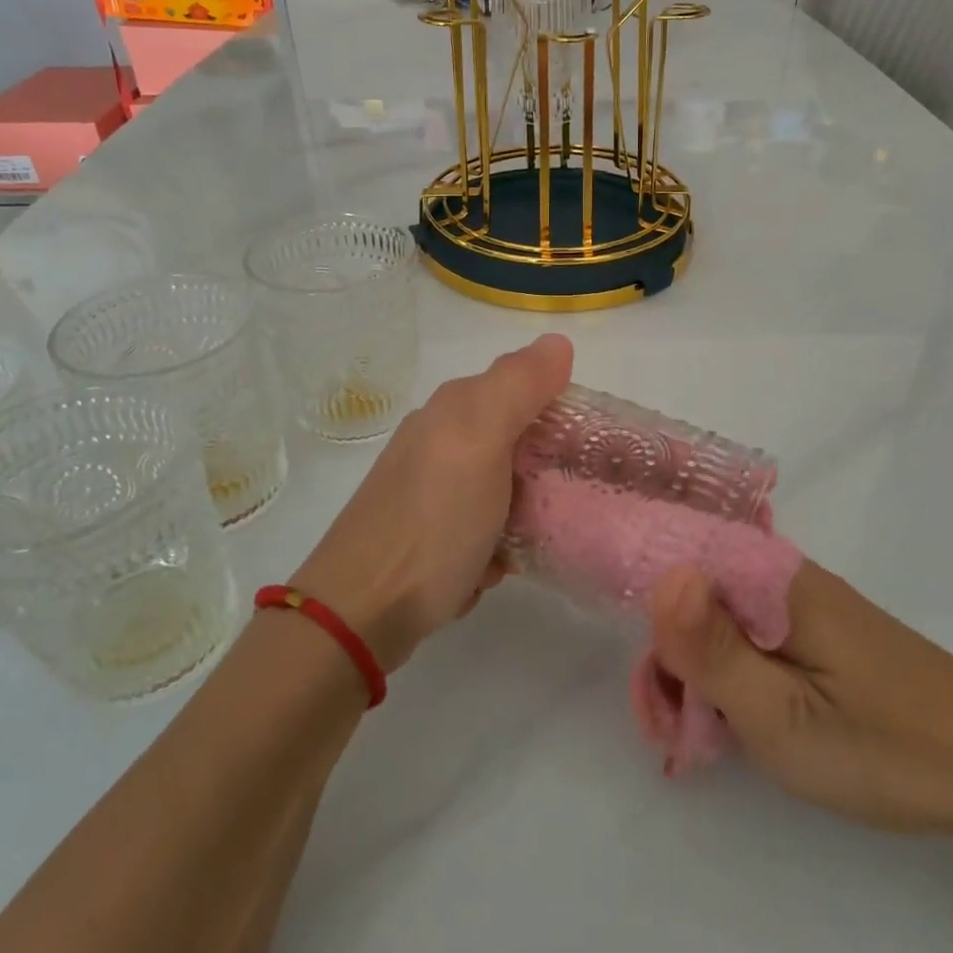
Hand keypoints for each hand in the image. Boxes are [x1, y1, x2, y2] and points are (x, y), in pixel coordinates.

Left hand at [290, 334, 573, 673]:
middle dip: (545, 471)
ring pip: (502, 488)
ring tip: (528, 540)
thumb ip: (519, 387)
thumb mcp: (480, 442)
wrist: (362, 611)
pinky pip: (482, 527)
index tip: (590, 451)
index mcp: (454, 409)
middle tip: (569, 501)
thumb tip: (558, 341)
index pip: (525, 388)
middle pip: (516, 441)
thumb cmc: (433, 523)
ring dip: (522, 515)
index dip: (562, 414)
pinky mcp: (427, 534)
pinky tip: (493, 567)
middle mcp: (439, 440)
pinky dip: (495, 545)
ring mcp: (430, 490)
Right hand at [645, 562, 952, 838]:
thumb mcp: (782, 714)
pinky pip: (750, 641)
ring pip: (718, 624)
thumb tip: (663, 575)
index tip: (651, 687)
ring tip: (710, 741)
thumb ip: (714, 650)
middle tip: (679, 734)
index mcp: (770, 580)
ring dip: (699, 676)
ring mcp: (801, 607)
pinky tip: (741, 727)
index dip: (648, 618)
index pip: (676, 562)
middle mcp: (781, 579)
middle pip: (693, 598)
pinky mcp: (816, 634)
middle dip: (671, 660)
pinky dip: (732, 680)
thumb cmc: (883, 745)